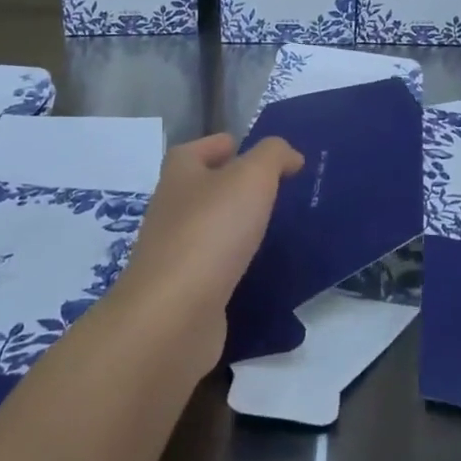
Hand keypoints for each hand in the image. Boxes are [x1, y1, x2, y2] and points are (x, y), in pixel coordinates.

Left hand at [110, 134, 303, 358]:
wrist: (173, 315)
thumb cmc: (211, 231)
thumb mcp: (252, 177)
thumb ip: (273, 156)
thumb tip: (289, 155)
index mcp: (180, 174)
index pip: (196, 149)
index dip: (222, 145)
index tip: (253, 151)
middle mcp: (170, 209)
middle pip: (201, 187)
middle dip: (231, 185)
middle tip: (273, 188)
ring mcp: (173, 252)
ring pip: (207, 228)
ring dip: (233, 225)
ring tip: (270, 226)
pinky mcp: (183, 290)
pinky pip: (212, 266)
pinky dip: (232, 262)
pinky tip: (256, 267)